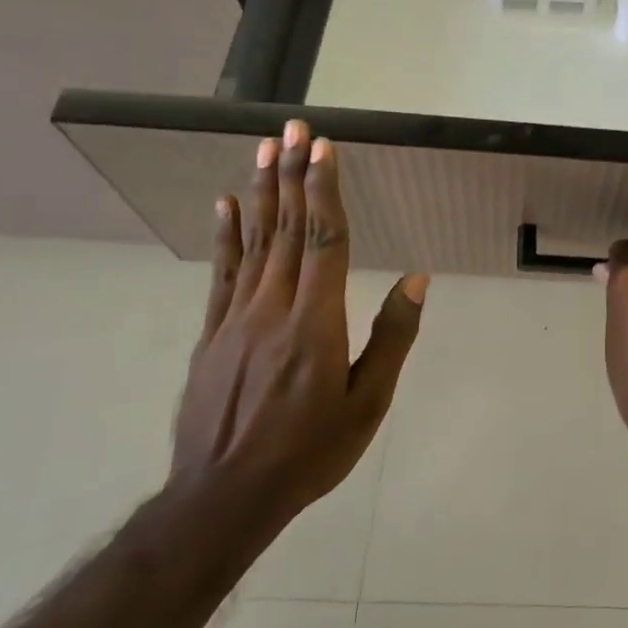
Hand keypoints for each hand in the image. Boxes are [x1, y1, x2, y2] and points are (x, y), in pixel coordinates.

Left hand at [171, 120, 426, 532]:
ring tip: (263, 150)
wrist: (222, 499)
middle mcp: (273, 307)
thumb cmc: (308, 451)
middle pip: (286, 228)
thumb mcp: (367, 403)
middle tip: (292, 129)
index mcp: (315, 321)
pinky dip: (226, 235)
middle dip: (292, 174)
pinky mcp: (212, 333)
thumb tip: (415, 278)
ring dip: (261, 191)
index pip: (323, 240)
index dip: (324, 191)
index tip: (324, 150)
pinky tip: (227, 205)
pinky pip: (222, 273)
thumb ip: (391, 337)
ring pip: (253, 242)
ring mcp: (236, 318)